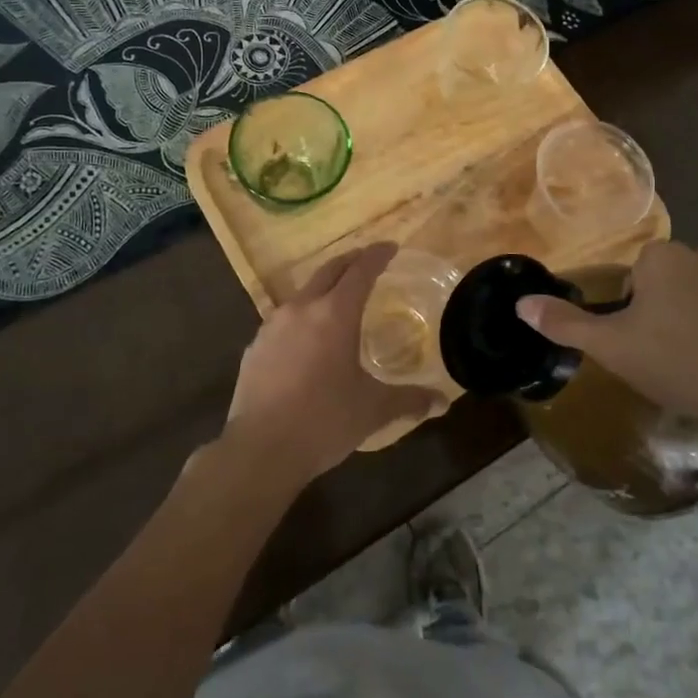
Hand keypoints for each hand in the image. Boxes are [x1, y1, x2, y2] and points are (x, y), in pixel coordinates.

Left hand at [221, 243, 435, 487]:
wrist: (260, 449)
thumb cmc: (324, 421)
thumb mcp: (373, 410)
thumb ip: (409, 400)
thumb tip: (442, 401)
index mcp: (335, 314)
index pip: (361, 270)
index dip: (377, 255)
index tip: (390, 247)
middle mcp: (302, 308)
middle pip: (329, 270)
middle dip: (351, 261)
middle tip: (367, 261)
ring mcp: (273, 325)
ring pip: (304, 293)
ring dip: (324, 288)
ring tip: (338, 301)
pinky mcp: (255, 346)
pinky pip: (283, 320)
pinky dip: (302, 318)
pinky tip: (306, 341)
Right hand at [516, 241, 697, 450]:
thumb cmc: (682, 364)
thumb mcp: (614, 349)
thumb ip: (567, 324)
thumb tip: (521, 303)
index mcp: (662, 258)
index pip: (639, 278)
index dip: (638, 314)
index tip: (648, 347)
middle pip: (677, 282)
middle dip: (675, 312)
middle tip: (678, 358)